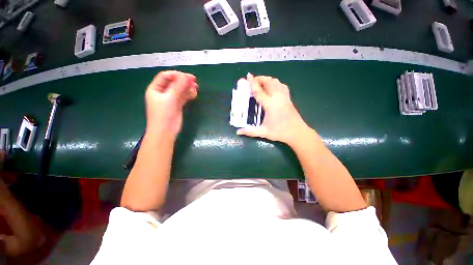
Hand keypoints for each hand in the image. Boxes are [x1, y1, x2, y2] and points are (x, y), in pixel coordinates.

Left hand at [145, 71, 197, 137]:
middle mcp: (162, 92)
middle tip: (194, 81)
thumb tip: (186, 77)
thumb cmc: (163, 115)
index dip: (176, 75)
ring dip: (187, 88)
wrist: (165, 132)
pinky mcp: (177, 105)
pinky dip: (188, 95)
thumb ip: (177, 87)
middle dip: (183, 81)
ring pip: (179, 90)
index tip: (188, 77)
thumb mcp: (169, 99)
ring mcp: (170, 99)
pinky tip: (194, 94)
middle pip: (174, 83)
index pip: (165, 76)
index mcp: (155, 89)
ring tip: (195, 88)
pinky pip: (183, 97)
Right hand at [237, 73, 308, 144]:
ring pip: (277, 82)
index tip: (248, 75)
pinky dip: (276, 83)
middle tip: (253, 81)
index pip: (259, 91)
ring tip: (262, 83)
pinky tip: (273, 87)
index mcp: (270, 105)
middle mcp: (278, 98)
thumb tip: (238, 132)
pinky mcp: (289, 98)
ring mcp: (285, 97)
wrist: (297, 133)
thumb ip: (250, 131)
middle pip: (269, 82)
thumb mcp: (263, 132)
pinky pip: (282, 86)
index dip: (253, 83)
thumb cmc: (280, 133)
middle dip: (260, 78)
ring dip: (268, 80)